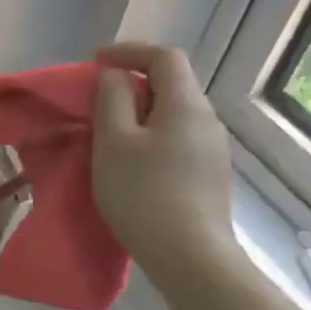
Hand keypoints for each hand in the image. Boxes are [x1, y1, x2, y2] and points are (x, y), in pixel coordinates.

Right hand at [92, 43, 238, 278]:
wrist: (191, 258)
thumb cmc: (144, 195)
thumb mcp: (114, 143)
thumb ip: (112, 100)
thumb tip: (116, 77)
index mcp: (186, 104)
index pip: (164, 57)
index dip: (129, 51)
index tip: (96, 62)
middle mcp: (208, 120)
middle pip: (172, 85)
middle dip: (134, 84)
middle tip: (98, 101)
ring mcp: (214, 150)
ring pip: (175, 115)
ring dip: (142, 114)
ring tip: (111, 135)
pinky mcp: (211, 176)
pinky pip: (179, 140)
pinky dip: (153, 138)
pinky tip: (135, 165)